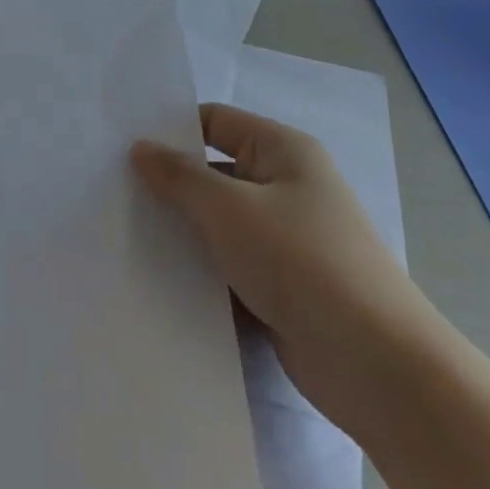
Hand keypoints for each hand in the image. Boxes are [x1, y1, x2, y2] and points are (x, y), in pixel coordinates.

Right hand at [132, 104, 444, 436]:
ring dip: (182, 230)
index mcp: (283, 151)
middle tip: (112, 192)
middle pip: (214, 172)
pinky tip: (157, 277)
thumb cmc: (301, 261)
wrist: (377, 367)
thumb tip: (140, 148)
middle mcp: (286, 186)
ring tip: (124, 234)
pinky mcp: (282, 284)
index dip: (171, 129)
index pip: (215, 122)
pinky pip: (229, 263)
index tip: (121, 146)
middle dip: (170, 184)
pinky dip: (200, 269)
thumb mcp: (229, 208)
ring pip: (219, 222)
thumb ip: (179, 176)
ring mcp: (286, 238)